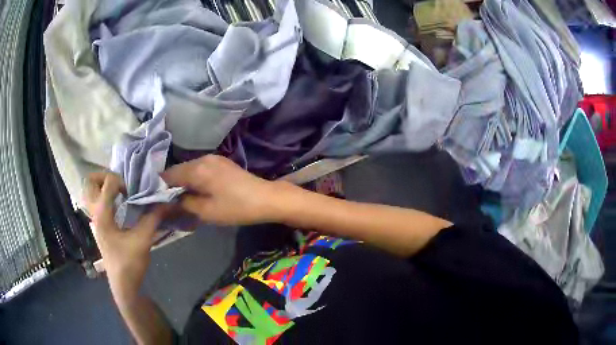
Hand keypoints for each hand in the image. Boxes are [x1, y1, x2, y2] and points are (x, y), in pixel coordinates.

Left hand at [83, 172, 168, 301]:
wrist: (123, 285)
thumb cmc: (129, 263)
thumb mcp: (143, 239)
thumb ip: (153, 217)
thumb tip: (167, 201)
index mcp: (102, 214)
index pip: (107, 182)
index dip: (122, 181)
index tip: (132, 193)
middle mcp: (94, 213)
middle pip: (89, 183)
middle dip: (103, 176)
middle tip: (119, 183)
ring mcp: (95, 221)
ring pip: (91, 193)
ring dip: (103, 187)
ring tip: (118, 192)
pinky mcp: (100, 227)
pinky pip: (97, 203)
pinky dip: (105, 197)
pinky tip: (119, 206)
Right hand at [161, 155, 285, 225]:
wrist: (266, 198)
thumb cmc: (236, 207)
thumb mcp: (206, 211)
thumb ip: (183, 204)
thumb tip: (169, 201)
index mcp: (196, 169)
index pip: (168, 175)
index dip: (160, 188)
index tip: (157, 200)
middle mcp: (202, 158)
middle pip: (178, 170)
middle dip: (172, 186)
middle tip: (170, 203)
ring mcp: (213, 158)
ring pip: (189, 169)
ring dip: (184, 182)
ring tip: (183, 199)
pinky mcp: (221, 162)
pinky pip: (200, 169)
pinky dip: (195, 179)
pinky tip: (198, 191)